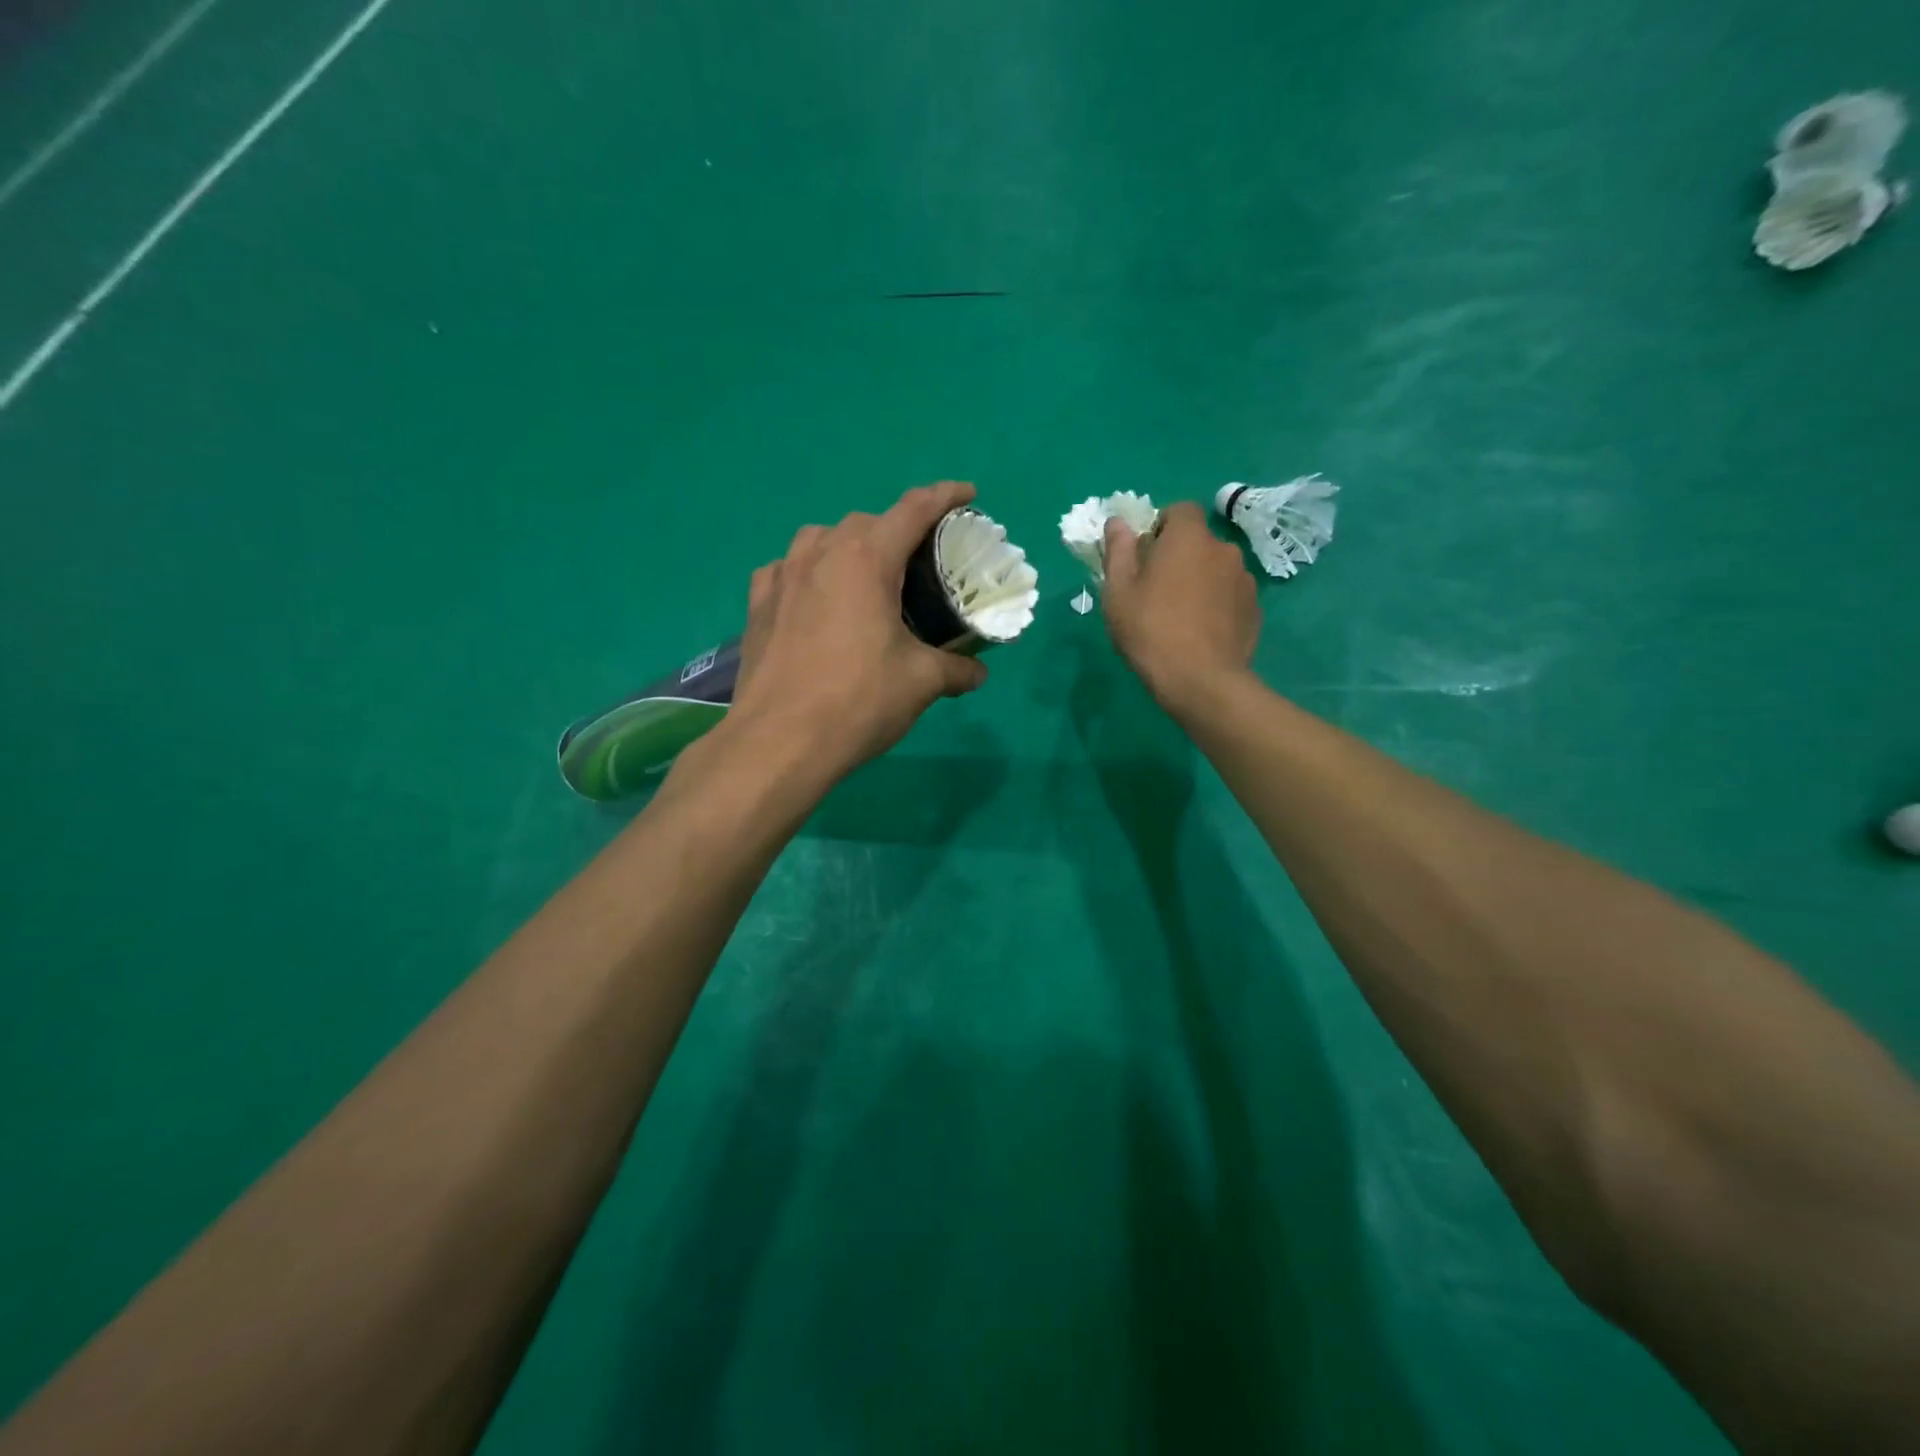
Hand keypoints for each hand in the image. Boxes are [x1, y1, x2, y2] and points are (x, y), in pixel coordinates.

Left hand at [727, 481, 988, 778]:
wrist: (779, 741)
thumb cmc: (858, 701)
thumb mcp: (921, 683)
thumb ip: (955, 669)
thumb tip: (979, 672)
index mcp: (865, 560)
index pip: (913, 510)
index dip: (945, 496)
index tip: (967, 494)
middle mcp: (820, 554)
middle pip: (867, 522)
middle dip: (897, 529)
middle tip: (920, 561)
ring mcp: (781, 577)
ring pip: (820, 539)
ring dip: (849, 545)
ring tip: (866, 576)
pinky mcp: (758, 605)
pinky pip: (786, 569)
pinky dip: (808, 572)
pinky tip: (814, 598)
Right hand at [1102, 501, 1260, 708]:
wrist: (1201, 681)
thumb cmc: (1150, 630)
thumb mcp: (1118, 592)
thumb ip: (1118, 550)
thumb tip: (1118, 522)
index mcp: (1188, 538)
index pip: (1179, 510)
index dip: (1160, 527)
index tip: (1144, 556)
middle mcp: (1223, 550)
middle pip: (1197, 542)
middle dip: (1179, 557)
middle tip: (1155, 591)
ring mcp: (1245, 580)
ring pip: (1215, 570)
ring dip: (1199, 581)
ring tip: (1180, 616)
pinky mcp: (1254, 610)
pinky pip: (1229, 596)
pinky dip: (1215, 605)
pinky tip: (1200, 633)